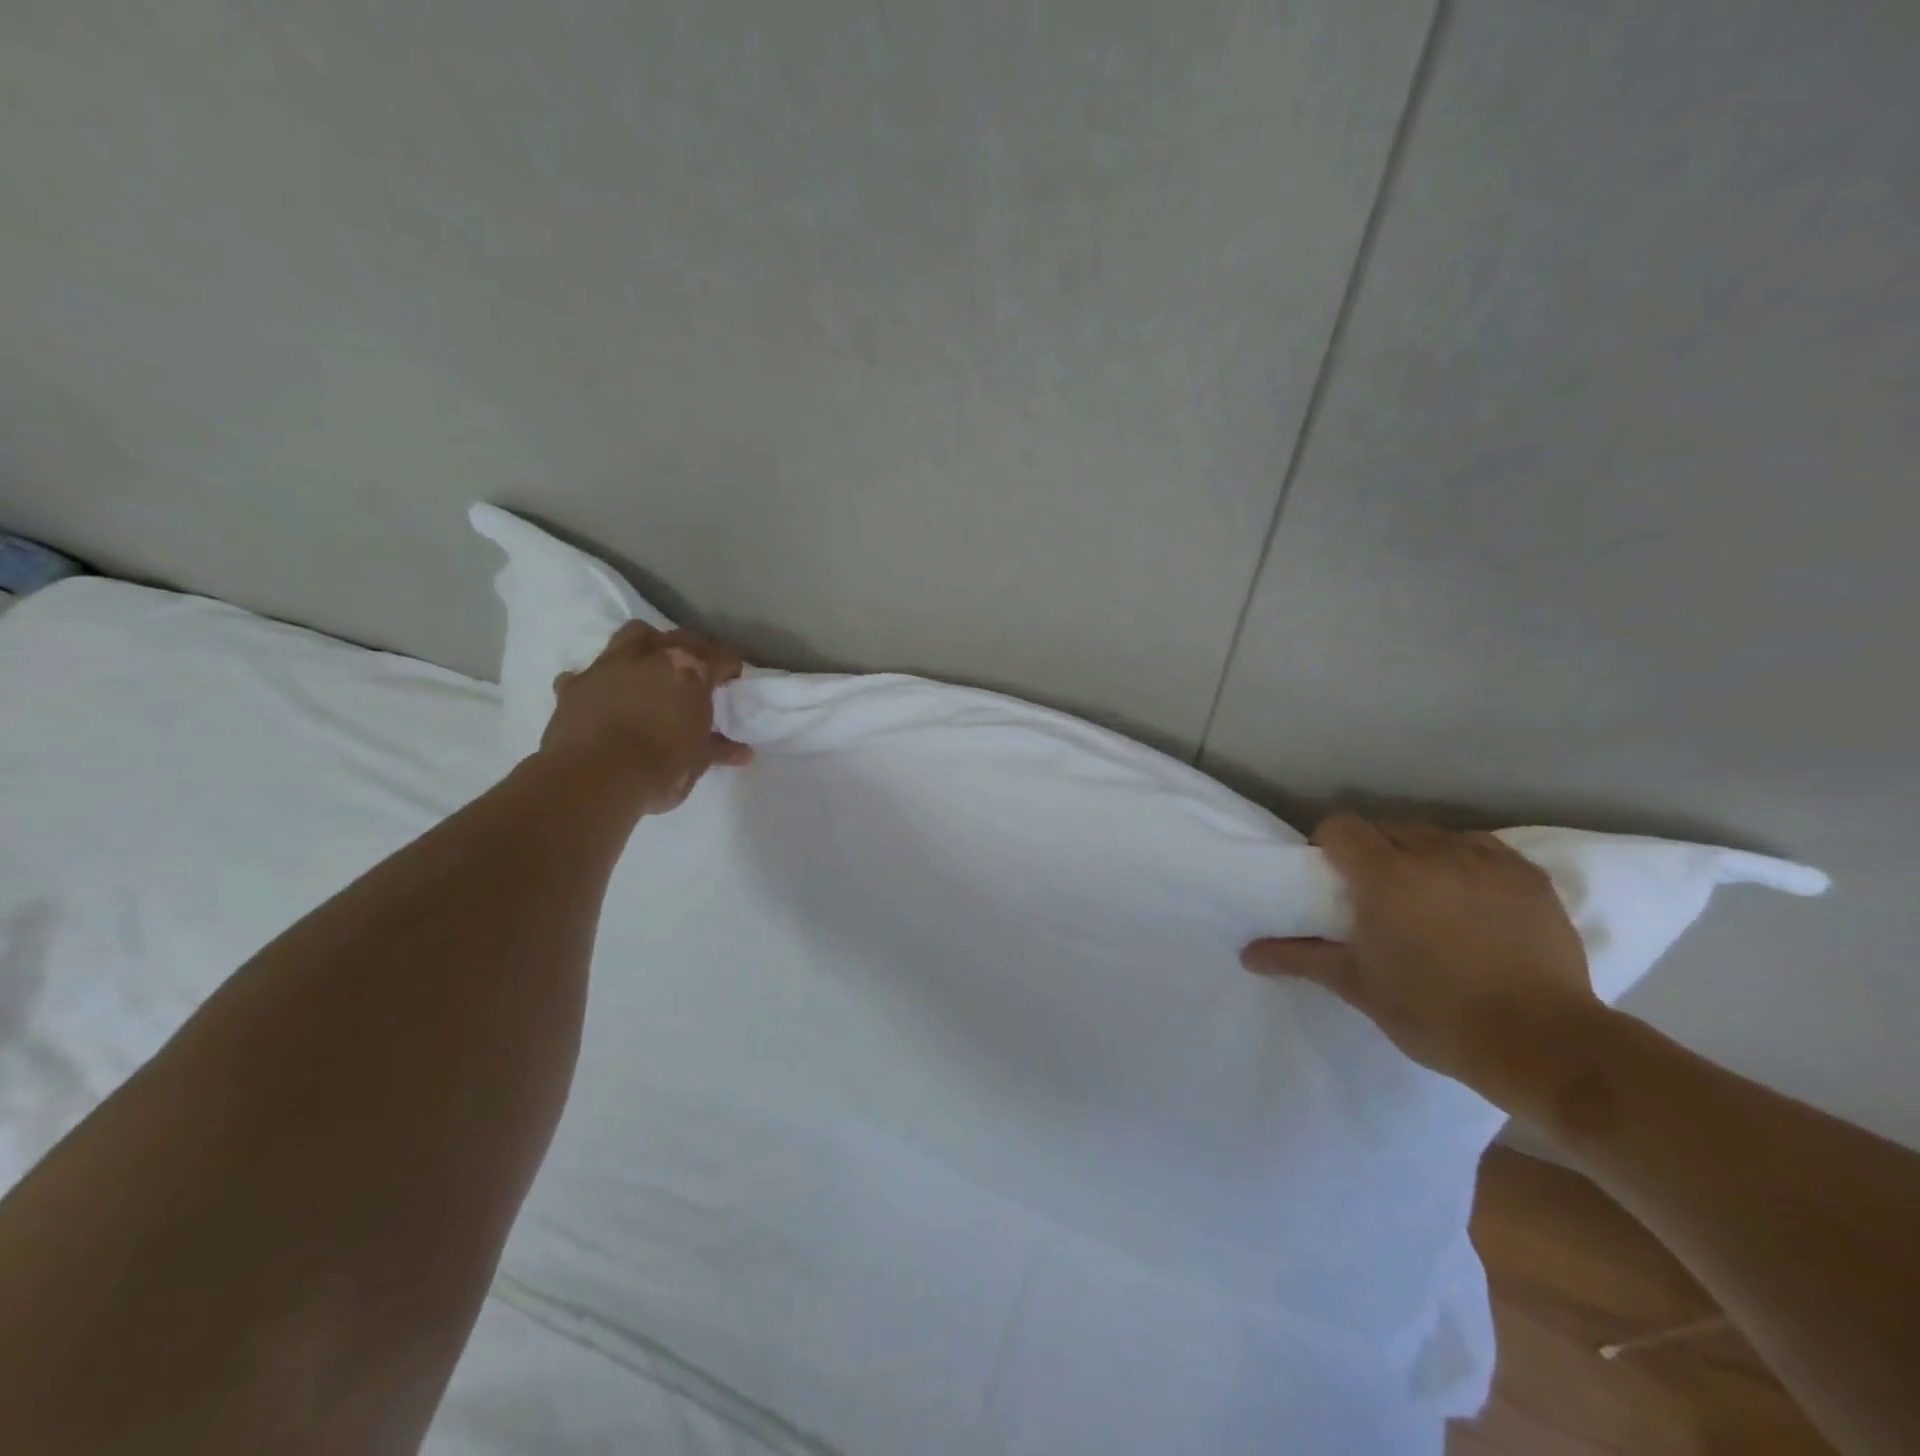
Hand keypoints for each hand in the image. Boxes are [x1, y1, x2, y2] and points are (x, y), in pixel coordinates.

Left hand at [539, 621, 752, 812]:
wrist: (593, 778)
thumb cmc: (660, 768)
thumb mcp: (698, 761)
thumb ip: (719, 749)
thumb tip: (744, 752)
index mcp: (691, 672)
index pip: (722, 656)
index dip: (731, 667)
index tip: (733, 681)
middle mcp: (652, 656)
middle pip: (682, 637)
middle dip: (695, 649)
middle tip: (698, 671)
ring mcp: (610, 665)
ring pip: (634, 634)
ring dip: (647, 645)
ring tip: (652, 666)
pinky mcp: (575, 684)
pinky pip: (586, 673)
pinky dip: (598, 680)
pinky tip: (602, 693)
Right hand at [1241, 814, 1600, 1104]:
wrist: (1541, 1043)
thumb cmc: (1434, 1013)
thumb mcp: (1358, 986)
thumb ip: (1300, 958)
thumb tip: (1247, 953)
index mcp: (1385, 874)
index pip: (1342, 827)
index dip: (1329, 844)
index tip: (1331, 875)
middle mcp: (1433, 853)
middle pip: (1388, 827)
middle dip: (1373, 849)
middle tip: (1375, 891)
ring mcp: (1486, 862)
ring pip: (1436, 835)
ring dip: (1420, 853)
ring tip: (1425, 892)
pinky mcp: (1529, 877)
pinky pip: (1483, 849)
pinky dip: (1466, 862)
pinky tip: (1471, 895)